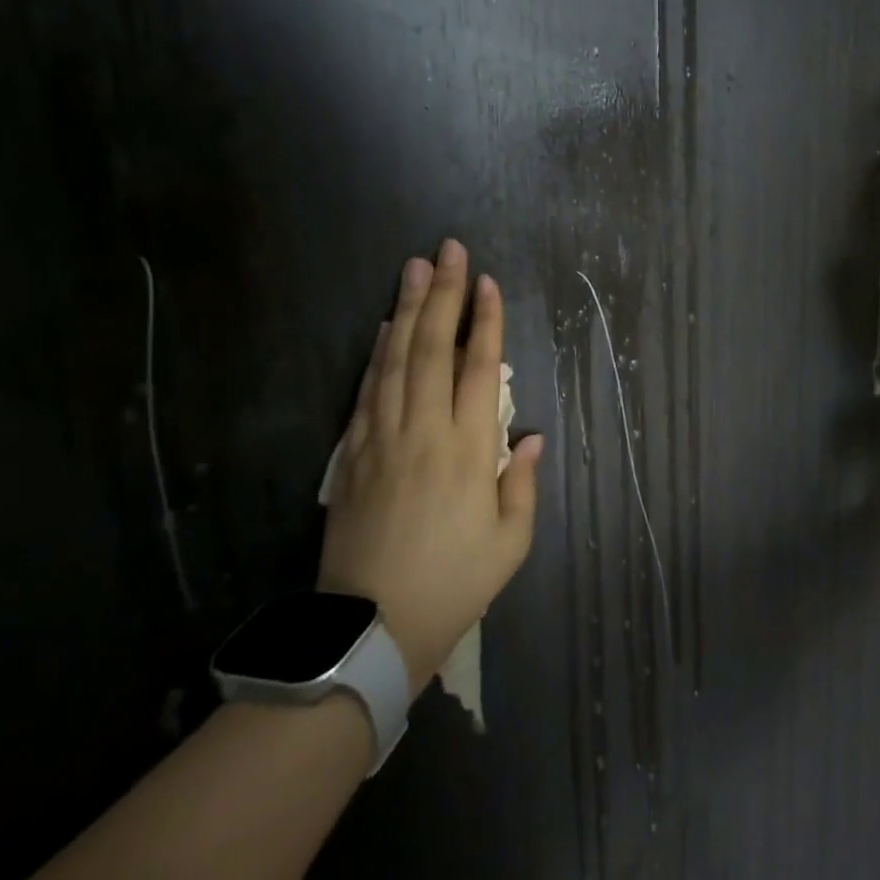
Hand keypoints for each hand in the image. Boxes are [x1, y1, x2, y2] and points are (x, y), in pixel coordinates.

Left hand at [318, 240, 542, 696]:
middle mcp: (424, 433)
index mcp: (468, 453)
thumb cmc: (456, 583)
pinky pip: (366, 392)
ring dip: (407, 311)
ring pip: (395, 361)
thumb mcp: (510, 541)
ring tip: (414, 269)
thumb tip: (528, 434)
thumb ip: (521, 481)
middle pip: (433, 350)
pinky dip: (378, 354)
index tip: (486, 283)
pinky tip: (385, 329)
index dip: (485, 322)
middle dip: (443, 296)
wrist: (372, 627)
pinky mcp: (350, 456)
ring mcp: (381, 441)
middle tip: (448, 251)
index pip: (478, 370)